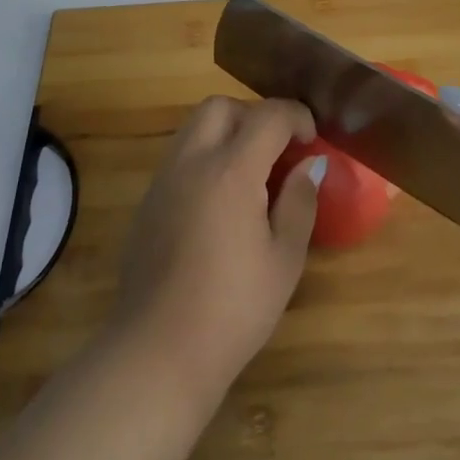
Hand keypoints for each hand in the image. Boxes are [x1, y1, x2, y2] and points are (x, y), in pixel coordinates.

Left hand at [106, 96, 322, 403]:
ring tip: (251, 172)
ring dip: (226, 132)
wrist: (157, 353)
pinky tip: (220, 200)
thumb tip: (310, 165)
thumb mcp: (284, 260)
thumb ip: (299, 202)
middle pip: (220, 107)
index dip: (296, 117)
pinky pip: (179, 157)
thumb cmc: (233, 309)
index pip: (268, 116)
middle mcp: (192, 162)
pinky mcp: (147, 202)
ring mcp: (163, 180)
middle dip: (254, 115)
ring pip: (194, 127)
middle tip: (277, 149)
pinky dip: (204, 157)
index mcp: (231, 171)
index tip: (311, 139)